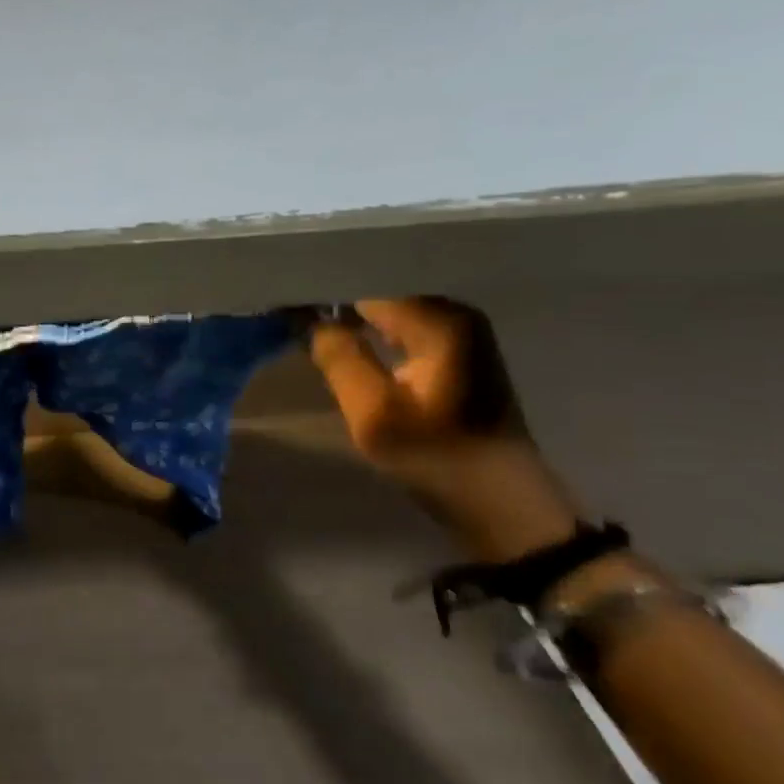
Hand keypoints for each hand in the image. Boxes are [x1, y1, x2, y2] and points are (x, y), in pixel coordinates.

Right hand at [309, 299, 580, 561]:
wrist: (501, 503)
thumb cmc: (436, 458)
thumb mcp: (372, 414)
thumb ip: (337, 357)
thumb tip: (306, 315)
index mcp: (439, 319)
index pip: (365, 280)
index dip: (322, 286)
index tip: (283, 294)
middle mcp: (454, 312)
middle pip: (378, 288)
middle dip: (334, 295)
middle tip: (286, 305)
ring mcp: (459, 331)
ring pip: (387, 307)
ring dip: (349, 313)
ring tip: (304, 316)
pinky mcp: (455, 351)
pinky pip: (400, 325)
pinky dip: (369, 328)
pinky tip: (340, 336)